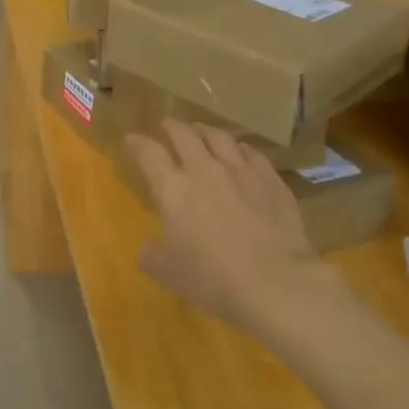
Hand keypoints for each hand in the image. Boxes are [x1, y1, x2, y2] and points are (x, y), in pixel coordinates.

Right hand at [126, 121, 327, 329]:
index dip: (137, 143)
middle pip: (184, 134)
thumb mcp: (169, 274)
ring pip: (219, 137)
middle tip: (167, 125)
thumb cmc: (214, 279)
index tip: (131, 140)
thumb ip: (152, 256)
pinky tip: (240, 152)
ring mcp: (240, 171)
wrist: (276, 282)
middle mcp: (204, 170)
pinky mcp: (271, 180)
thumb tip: (147, 248)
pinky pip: (252, 153)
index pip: (148, 153)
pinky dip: (240, 148)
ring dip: (205, 131)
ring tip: (201, 131)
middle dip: (172, 127)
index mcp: (173, 189)